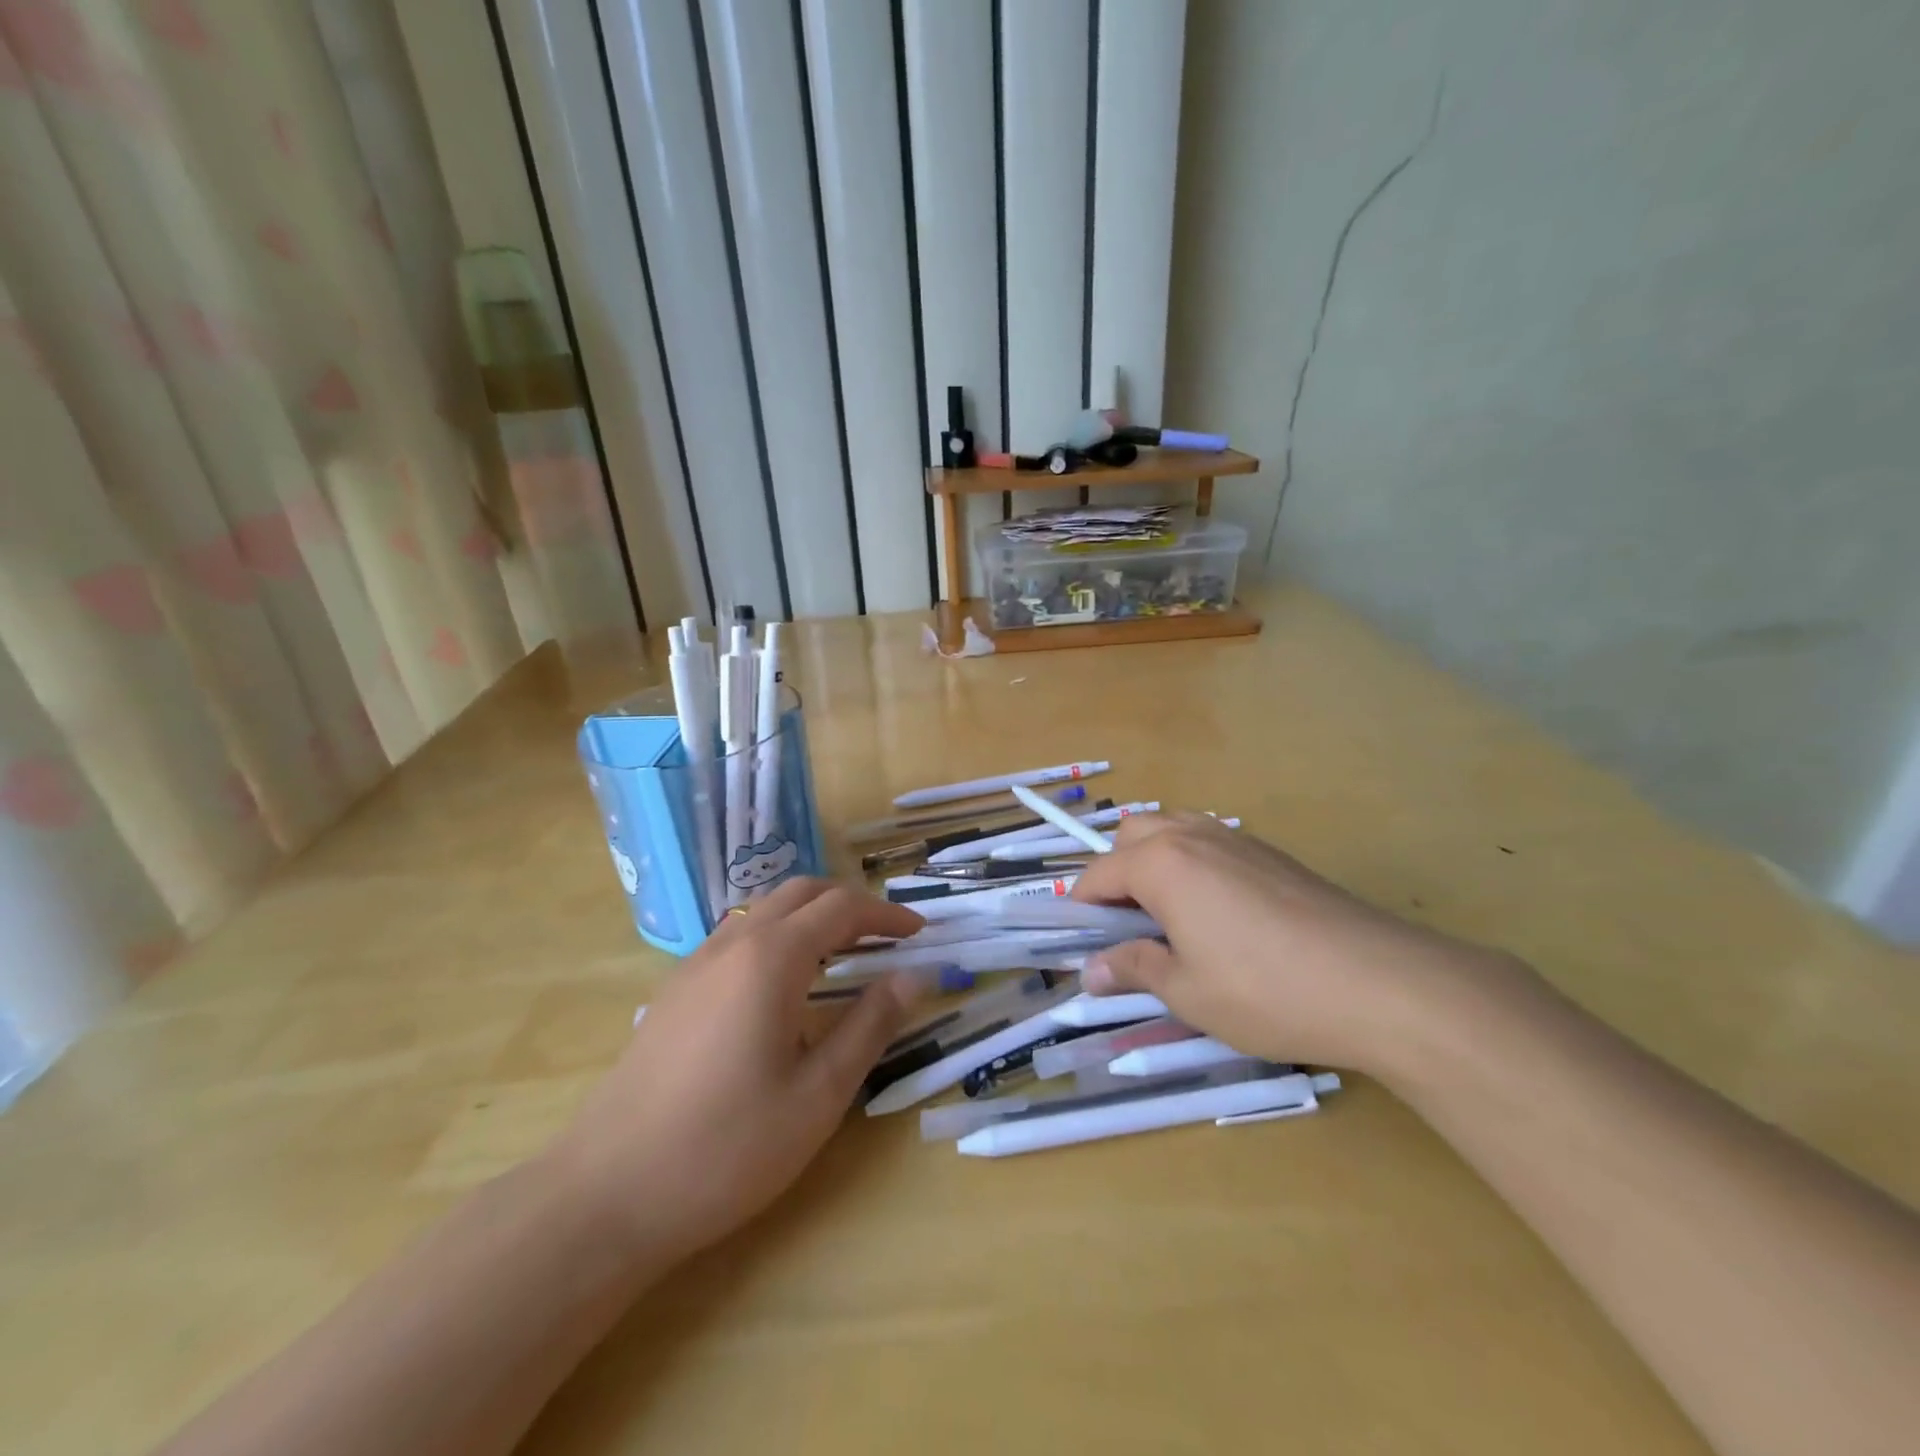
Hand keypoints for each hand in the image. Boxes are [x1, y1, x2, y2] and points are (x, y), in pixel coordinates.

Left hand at [551, 879, 922, 1266]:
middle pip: (801, 893)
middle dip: (850, 905)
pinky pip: (737, 937)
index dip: (886, 915)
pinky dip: (777, 937)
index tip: (919, 933)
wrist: (606, 1194)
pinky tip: (783, 987)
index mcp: (772, 958)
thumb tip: (914, 977)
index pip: (842, 909)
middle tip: (886, 938)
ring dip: (811, 918)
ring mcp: (696, 964)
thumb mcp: (818, 1094)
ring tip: (843, 956)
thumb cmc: (727, 1148)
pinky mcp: (675, 990)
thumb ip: (871, 1025)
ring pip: (765, 911)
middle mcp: (733, 944)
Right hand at [1069, 813, 1519, 1079]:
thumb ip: (1133, 969)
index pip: (1098, 874)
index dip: (1082, 909)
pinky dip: (1192, 863)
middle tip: (1128, 927)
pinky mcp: (1271, 852)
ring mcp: (1236, 838)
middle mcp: (1192, 836)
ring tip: (1168, 915)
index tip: (1084, 945)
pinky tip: (1218, 914)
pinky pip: (1210, 841)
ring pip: (1172, 829)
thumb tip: (1091, 971)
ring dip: (1153, 860)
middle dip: (1115, 872)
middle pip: (1131, 835)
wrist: (1380, 982)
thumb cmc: (1267, 991)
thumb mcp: (1187, 992)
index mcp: (1161, 863)